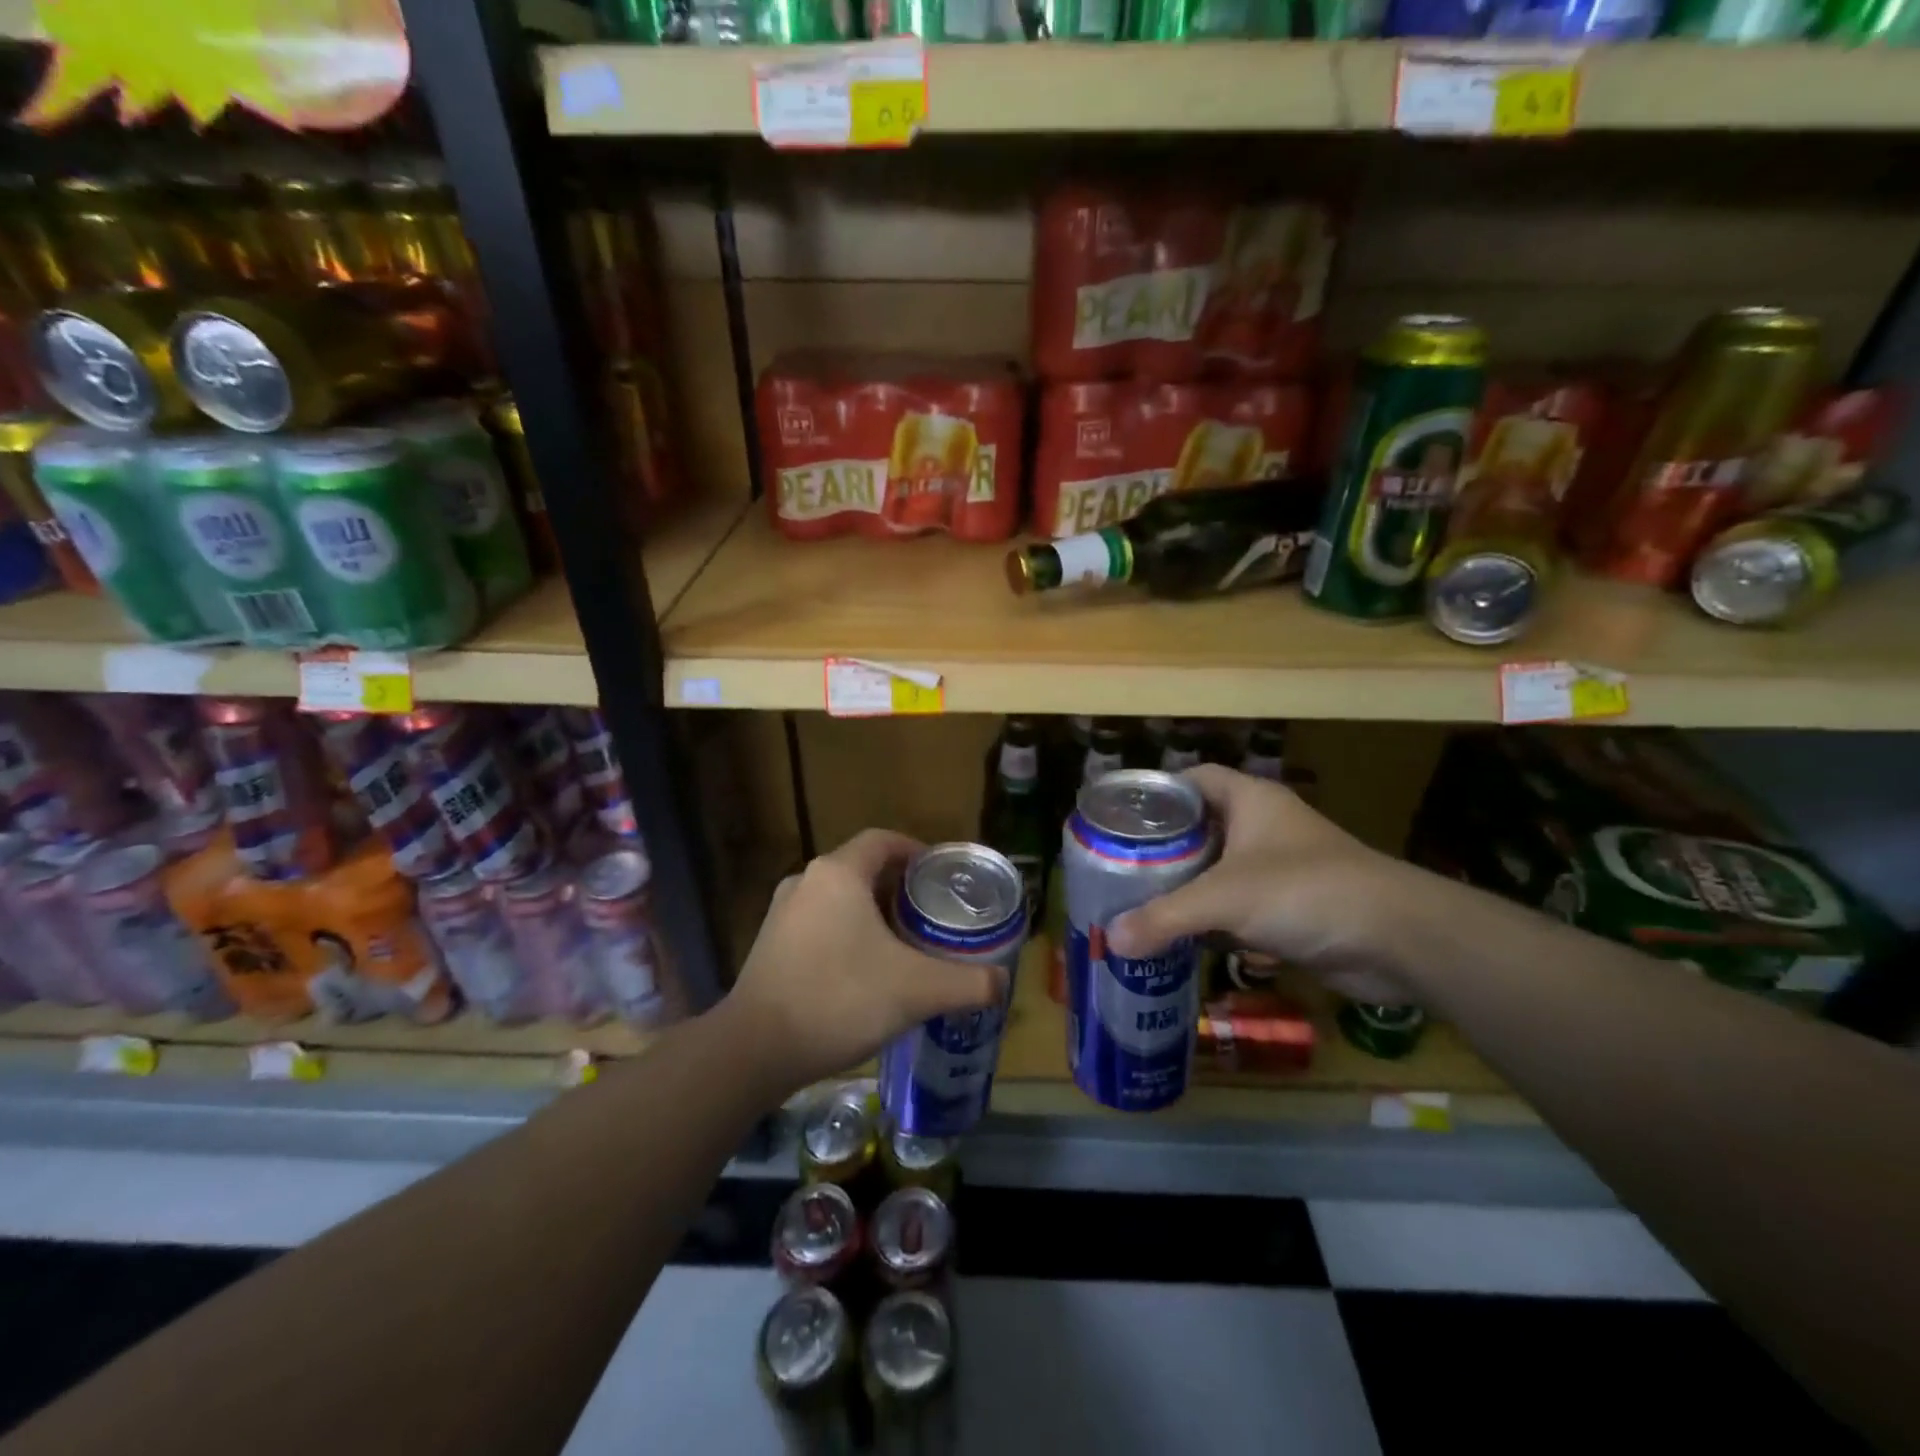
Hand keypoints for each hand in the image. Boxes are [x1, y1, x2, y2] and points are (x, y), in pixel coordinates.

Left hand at [722, 830, 1007, 1094]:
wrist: (755, 1050)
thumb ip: (968, 983)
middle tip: (931, 914)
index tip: (942, 875)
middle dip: (899, 886)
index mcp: (839, 874)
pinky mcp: (769, 943)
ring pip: (839, 897)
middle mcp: (806, 881)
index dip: (916, 850)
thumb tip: (1001, 982)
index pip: (884, 840)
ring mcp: (782, 912)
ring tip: (904, 942)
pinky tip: (863, 970)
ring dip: (872, 911)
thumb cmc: (840, 1000)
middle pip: (863, 868)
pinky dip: (846, 933)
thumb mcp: (916, 990)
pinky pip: (818, 922)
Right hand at [1105, 765, 1429, 1005]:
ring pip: (1216, 871)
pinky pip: (1236, 908)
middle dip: (1162, 849)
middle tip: (1117, 868)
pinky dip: (1209, 921)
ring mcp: (1277, 869)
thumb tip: (1110, 940)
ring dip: (1184, 889)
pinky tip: (1177, 938)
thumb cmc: (1306, 892)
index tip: (1119, 818)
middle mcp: (1262, 827)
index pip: (1193, 779)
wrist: (1398, 939)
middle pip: (1199, 828)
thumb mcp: (1225, 899)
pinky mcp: (1289, 909)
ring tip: (1135, 903)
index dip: (1158, 793)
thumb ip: (1165, 917)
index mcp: (1250, 801)